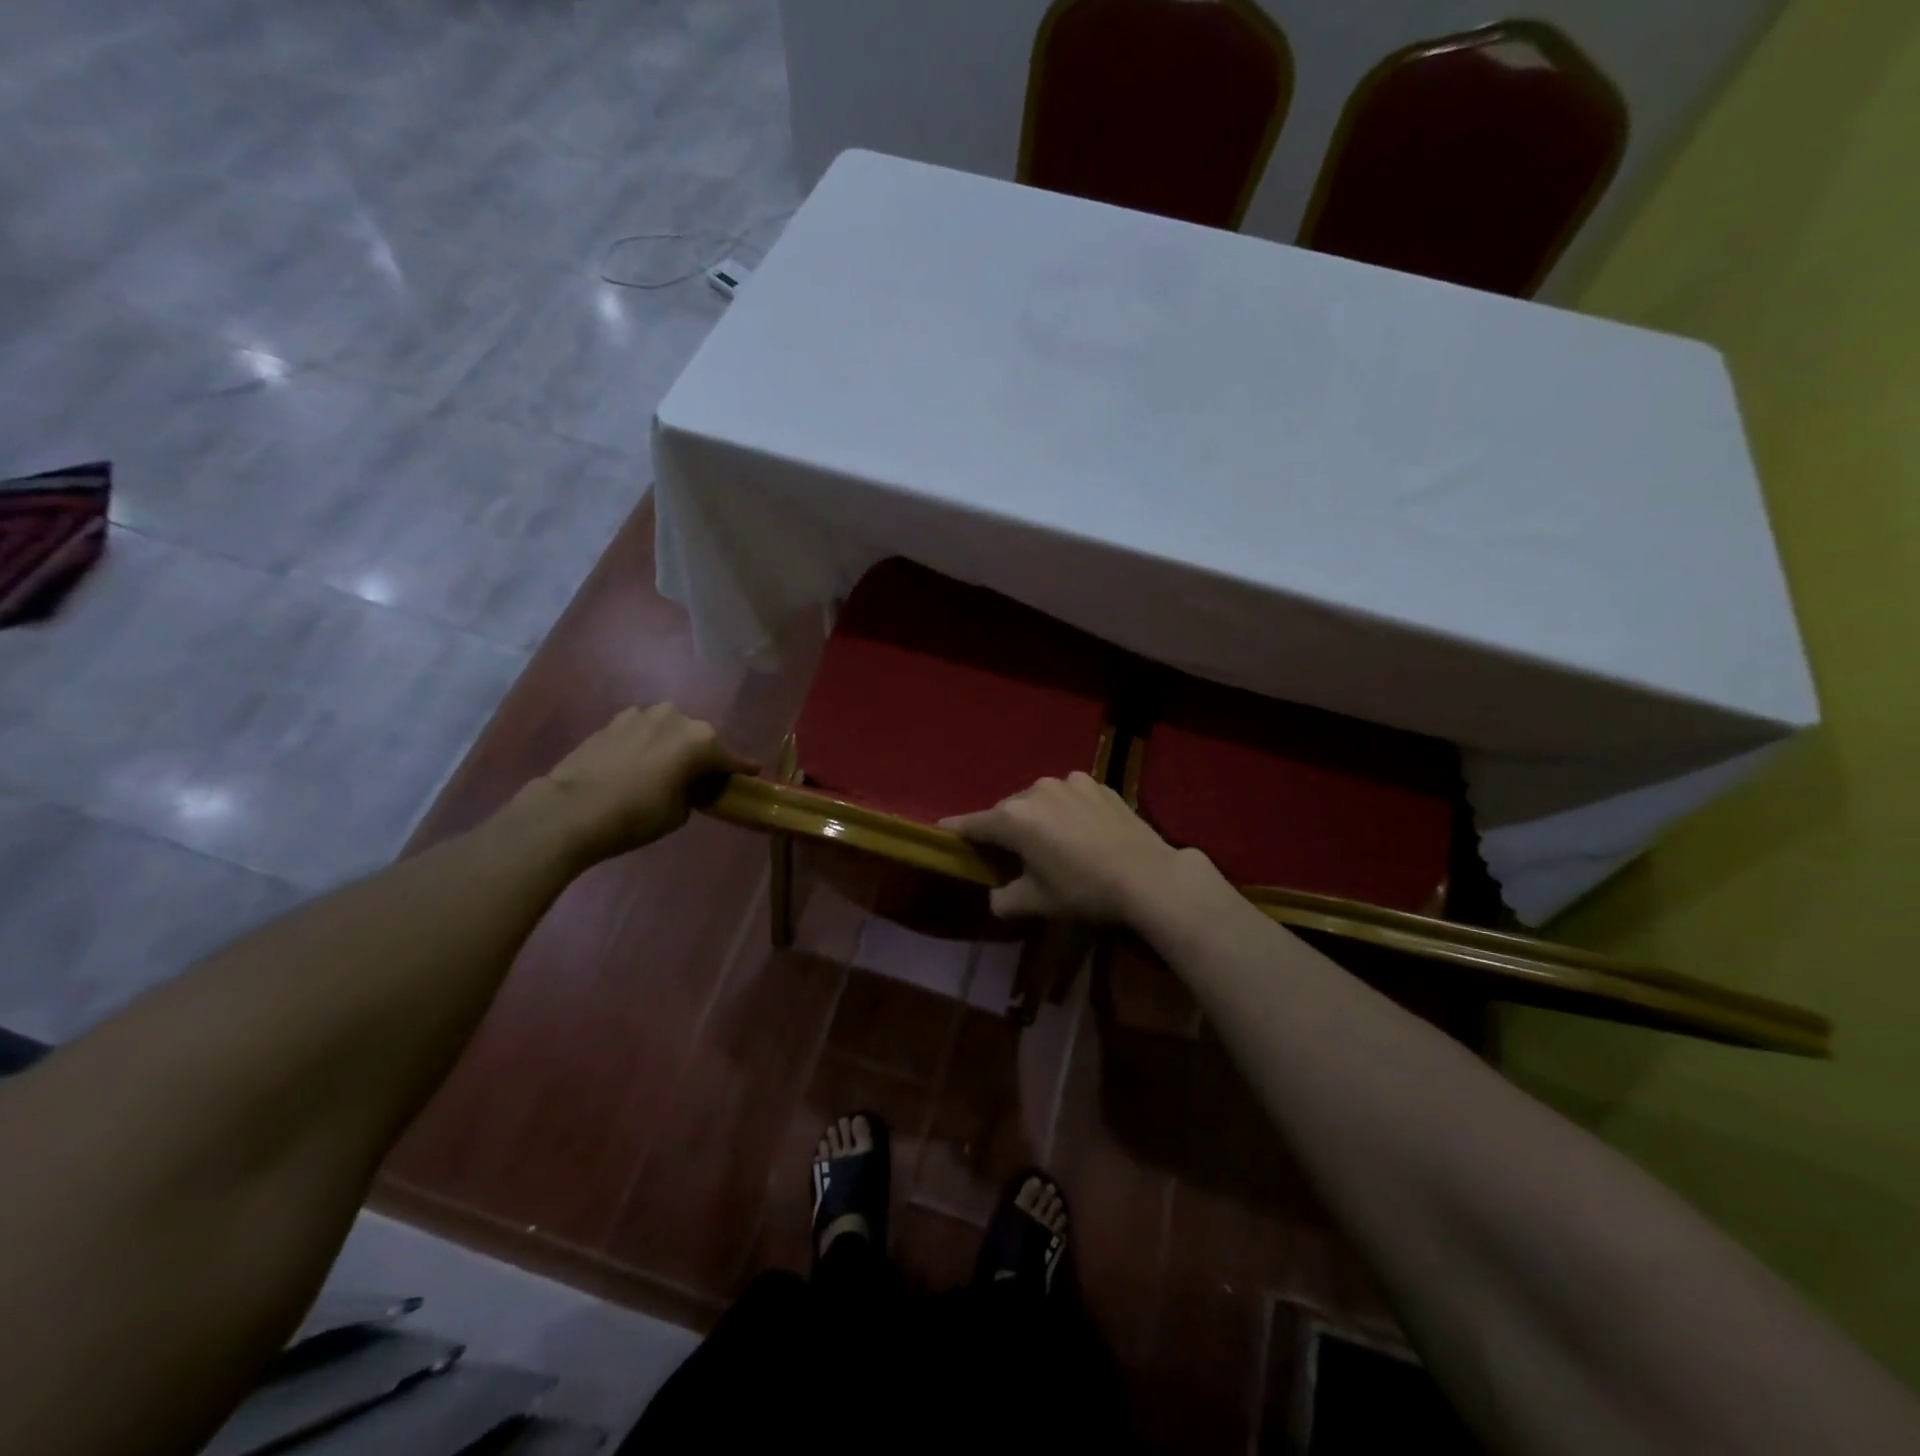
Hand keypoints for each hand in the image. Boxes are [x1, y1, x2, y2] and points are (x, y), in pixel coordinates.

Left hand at [521, 704, 755, 861]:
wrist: (572, 809)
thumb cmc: (636, 815)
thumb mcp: (680, 813)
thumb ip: (693, 791)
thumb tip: (688, 784)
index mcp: (702, 741)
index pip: (731, 759)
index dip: (741, 770)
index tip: (751, 774)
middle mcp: (678, 718)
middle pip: (699, 739)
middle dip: (702, 755)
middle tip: (698, 777)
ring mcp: (644, 715)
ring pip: (670, 729)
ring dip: (672, 744)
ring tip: (665, 766)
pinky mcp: (615, 720)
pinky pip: (642, 730)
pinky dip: (646, 742)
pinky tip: (638, 760)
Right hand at [942, 772, 1188, 922]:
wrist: (1147, 875)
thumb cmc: (1084, 890)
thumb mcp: (1037, 903)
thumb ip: (1003, 899)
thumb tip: (995, 895)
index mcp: (1013, 819)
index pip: (973, 823)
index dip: (956, 831)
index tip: (943, 831)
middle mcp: (1035, 791)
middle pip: (1007, 810)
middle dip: (1005, 829)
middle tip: (1013, 854)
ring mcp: (1068, 782)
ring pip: (1038, 800)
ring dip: (1037, 817)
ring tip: (1053, 841)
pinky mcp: (1096, 783)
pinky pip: (1067, 796)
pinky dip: (1065, 810)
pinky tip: (1082, 831)